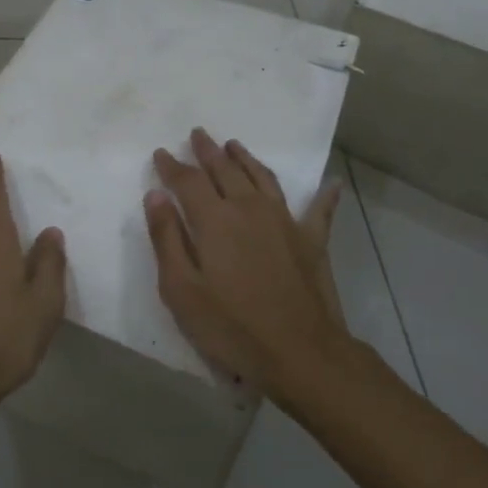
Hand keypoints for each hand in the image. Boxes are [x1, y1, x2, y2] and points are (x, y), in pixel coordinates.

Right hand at [144, 128, 344, 399]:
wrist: (300, 353)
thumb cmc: (231, 325)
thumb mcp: (181, 289)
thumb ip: (166, 237)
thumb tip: (156, 195)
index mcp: (215, 219)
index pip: (188, 181)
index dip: (172, 165)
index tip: (161, 153)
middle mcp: (249, 208)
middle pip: (225, 170)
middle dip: (208, 151)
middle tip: (198, 134)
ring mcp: (284, 222)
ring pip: (263, 178)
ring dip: (246, 159)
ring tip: (234, 145)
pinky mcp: (311, 241)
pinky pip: (319, 211)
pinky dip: (324, 195)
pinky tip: (331, 183)